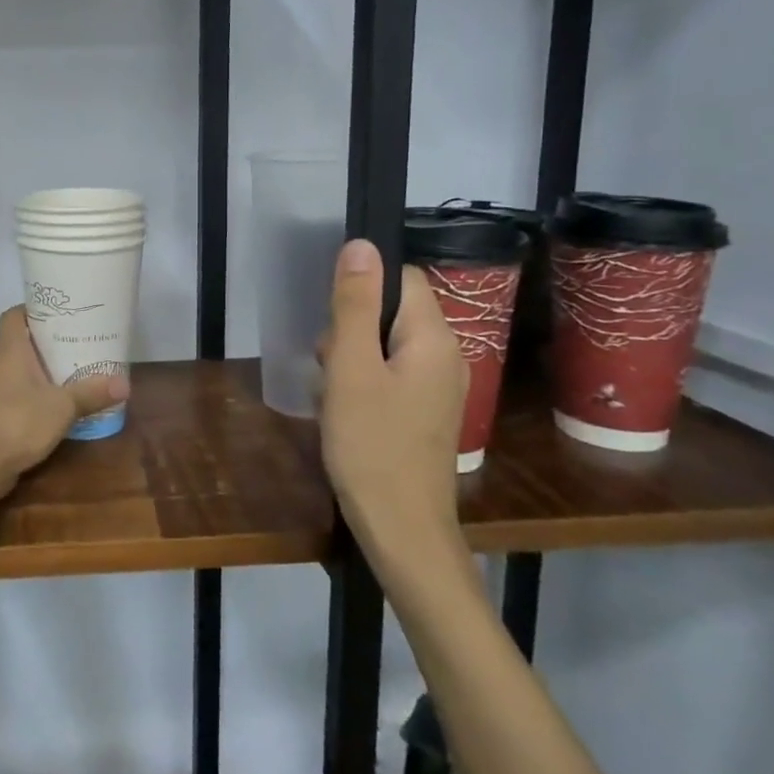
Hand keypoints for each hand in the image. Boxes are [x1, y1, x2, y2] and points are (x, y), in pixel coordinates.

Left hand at [0, 307, 130, 500]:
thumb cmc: (17, 421)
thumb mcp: (62, 406)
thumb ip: (91, 393)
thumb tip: (125, 384)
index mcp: (10, 350)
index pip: (14, 315)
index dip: (34, 308)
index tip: (60, 311)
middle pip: (21, 342)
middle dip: (48, 341)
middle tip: (79, 340)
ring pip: (21, 370)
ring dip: (44, 370)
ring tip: (75, 370)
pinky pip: (19, 395)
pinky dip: (38, 395)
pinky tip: (59, 405)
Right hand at [319, 239, 468, 578]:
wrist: (401, 529)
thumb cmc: (371, 444)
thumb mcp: (351, 368)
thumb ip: (354, 305)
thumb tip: (361, 244)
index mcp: (434, 338)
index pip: (401, 278)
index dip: (361, 287)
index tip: (331, 318)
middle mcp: (444, 356)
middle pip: (391, 312)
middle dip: (349, 329)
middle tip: (329, 366)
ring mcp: (436, 387)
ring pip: (384, 345)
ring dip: (350, 359)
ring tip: (334, 394)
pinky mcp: (424, 412)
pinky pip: (388, 376)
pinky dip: (361, 384)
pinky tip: (344, 413)